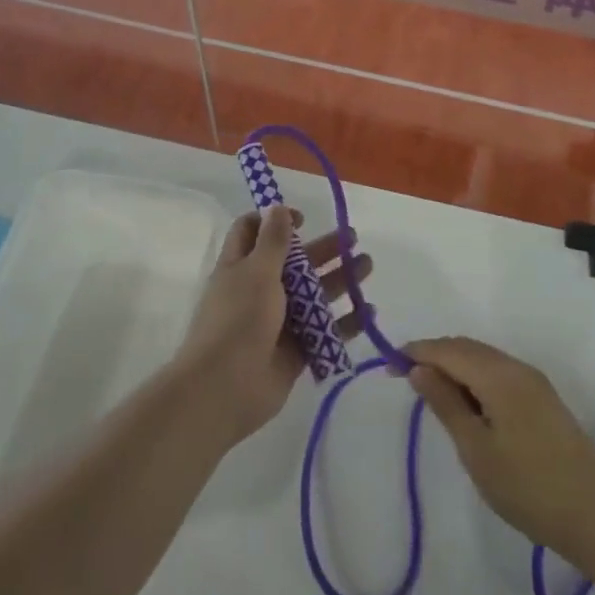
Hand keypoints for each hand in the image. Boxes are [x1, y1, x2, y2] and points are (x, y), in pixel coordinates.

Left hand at [174, 206, 373, 449]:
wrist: (225, 389)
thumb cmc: (238, 320)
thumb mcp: (257, 272)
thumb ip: (273, 241)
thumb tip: (277, 206)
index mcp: (241, 265)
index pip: (253, 231)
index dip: (276, 220)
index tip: (304, 220)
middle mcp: (259, 289)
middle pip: (294, 261)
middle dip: (323, 248)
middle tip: (353, 239)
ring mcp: (278, 321)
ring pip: (313, 294)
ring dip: (339, 279)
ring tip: (367, 266)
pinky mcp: (295, 350)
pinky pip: (324, 330)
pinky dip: (346, 322)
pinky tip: (369, 312)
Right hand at [404, 337, 594, 563]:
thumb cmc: (528, 486)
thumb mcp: (476, 450)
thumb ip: (446, 404)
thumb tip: (419, 369)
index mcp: (497, 374)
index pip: (447, 349)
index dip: (417, 351)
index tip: (389, 364)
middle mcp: (516, 367)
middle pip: (466, 348)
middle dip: (434, 355)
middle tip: (405, 377)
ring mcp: (533, 382)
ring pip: (483, 359)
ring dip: (455, 367)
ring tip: (432, 392)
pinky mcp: (543, 399)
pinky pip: (498, 373)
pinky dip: (475, 378)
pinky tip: (467, 404)